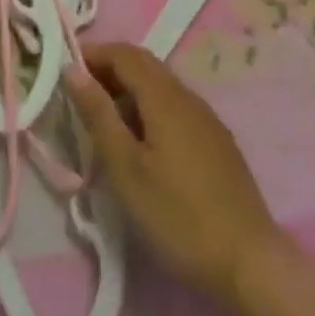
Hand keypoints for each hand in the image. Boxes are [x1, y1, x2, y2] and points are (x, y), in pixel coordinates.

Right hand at [66, 42, 282, 304]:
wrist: (249, 261)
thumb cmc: (178, 215)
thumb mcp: (127, 169)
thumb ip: (99, 115)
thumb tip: (73, 70)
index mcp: (164, 96)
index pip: (124, 54)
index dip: (93, 54)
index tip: (65, 70)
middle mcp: (187, 95)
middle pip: (143, 64)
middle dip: (109, 69)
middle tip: (79, 93)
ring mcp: (205, 117)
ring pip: (160, 85)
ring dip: (128, 89)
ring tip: (103, 119)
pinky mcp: (215, 140)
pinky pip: (174, 106)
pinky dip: (148, 107)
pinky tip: (140, 141)